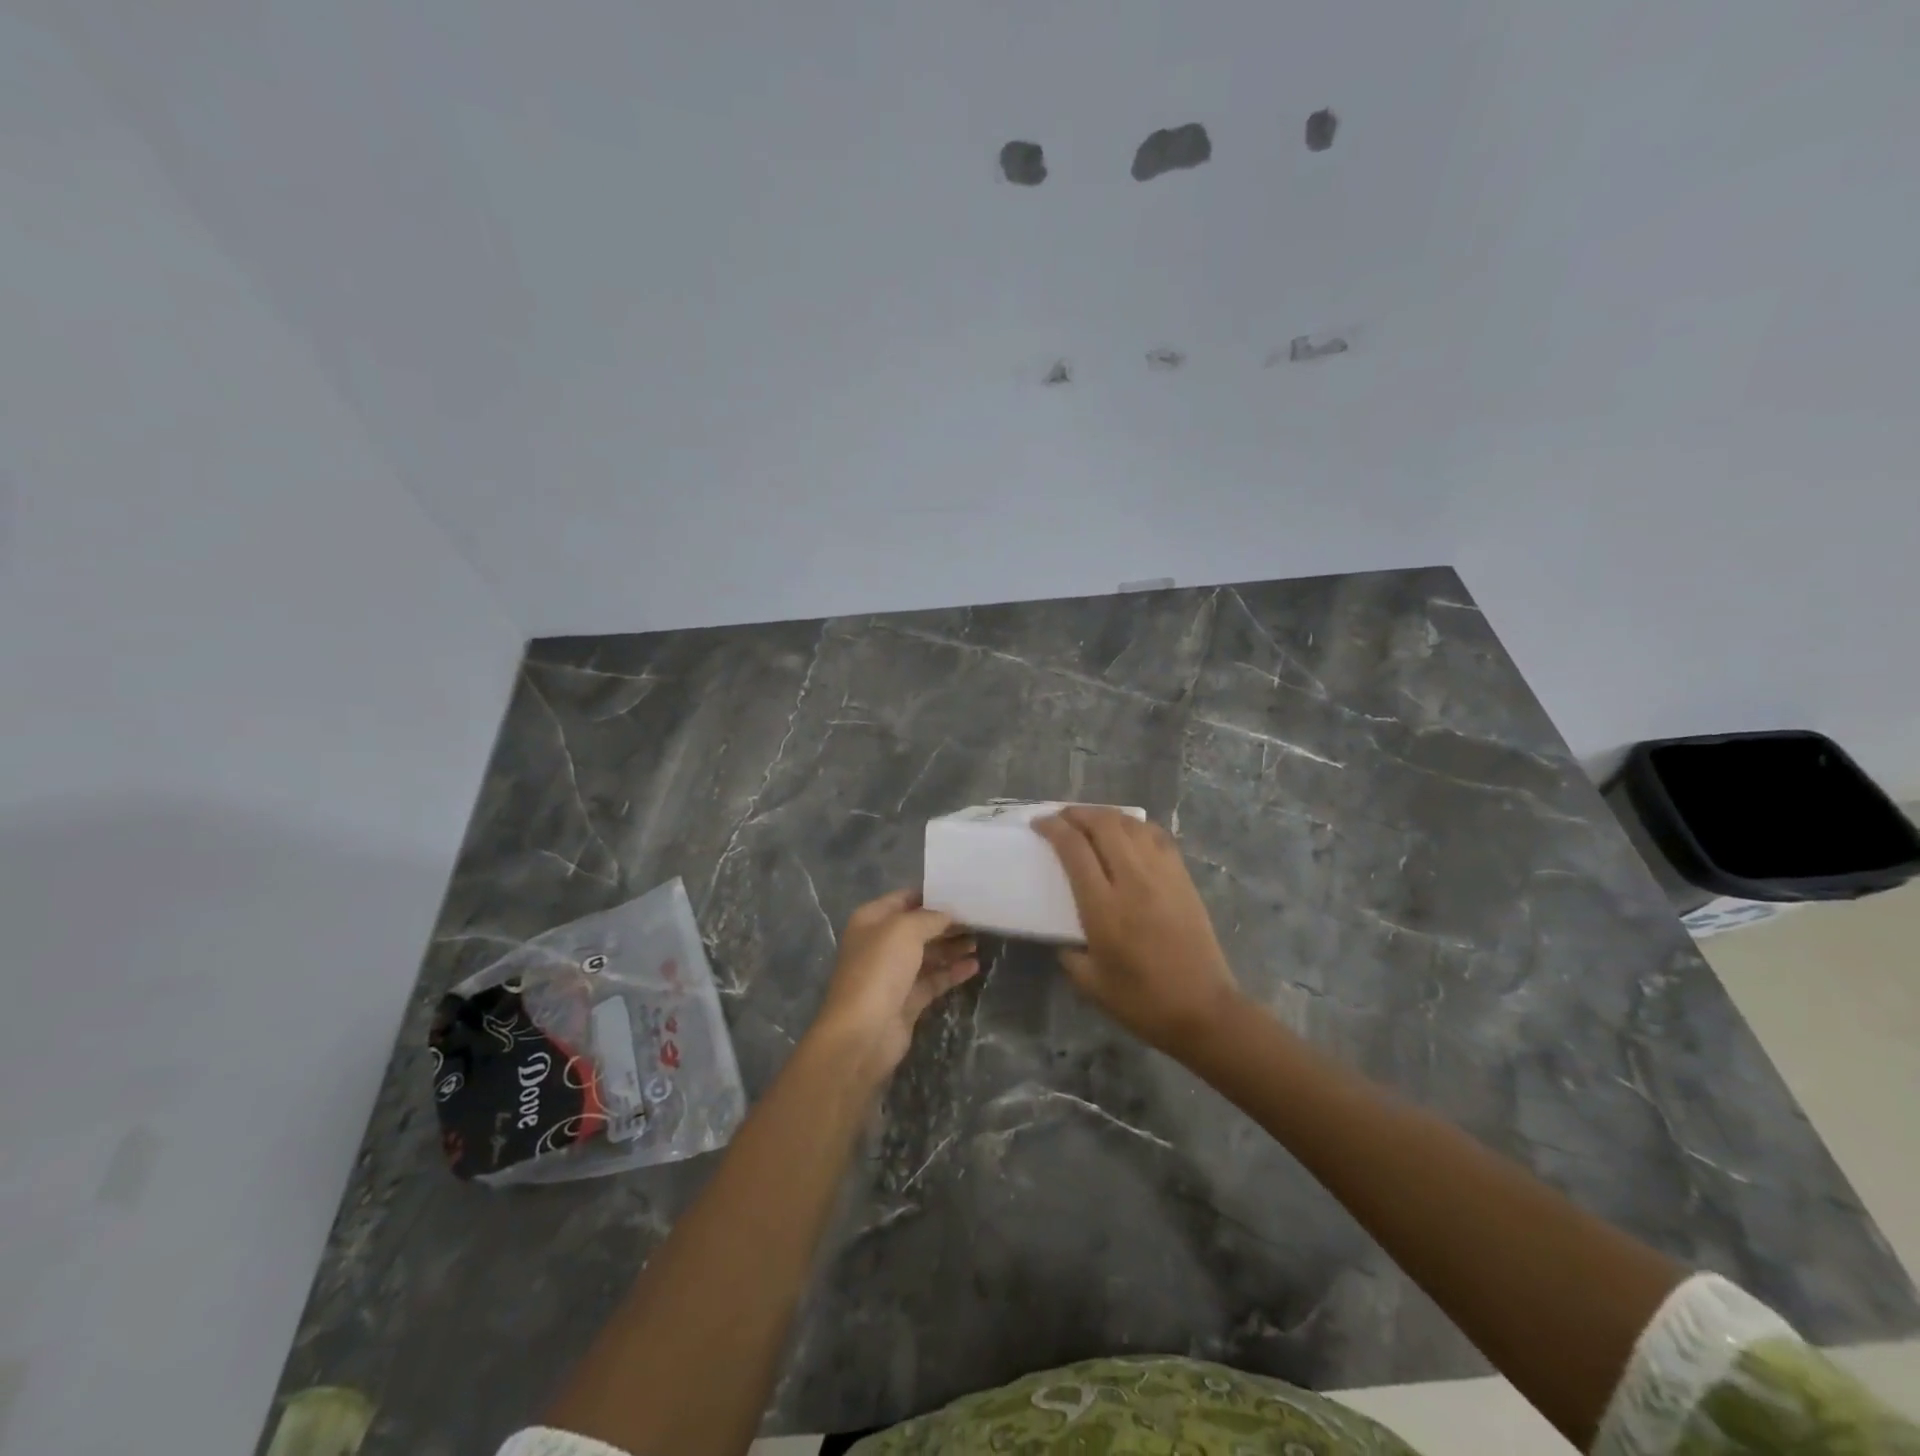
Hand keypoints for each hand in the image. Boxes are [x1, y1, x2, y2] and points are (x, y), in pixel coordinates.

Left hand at [810, 889, 979, 1077]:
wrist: (862, 1033)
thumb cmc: (879, 970)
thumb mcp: (904, 930)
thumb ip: (930, 917)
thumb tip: (948, 915)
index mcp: (871, 921)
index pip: (904, 899)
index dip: (931, 895)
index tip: (962, 893)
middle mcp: (880, 944)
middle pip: (918, 927)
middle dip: (945, 922)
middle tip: (978, 917)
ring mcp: (893, 974)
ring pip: (927, 954)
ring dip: (951, 947)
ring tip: (979, 940)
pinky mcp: (907, 1000)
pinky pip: (933, 980)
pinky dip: (952, 972)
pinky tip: (973, 966)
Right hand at [1035, 808, 1242, 1059]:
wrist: (1204, 1010)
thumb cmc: (1142, 1002)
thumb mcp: (1090, 983)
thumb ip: (1069, 953)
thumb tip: (1063, 935)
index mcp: (1103, 907)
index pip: (1073, 848)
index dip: (1052, 827)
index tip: (1038, 824)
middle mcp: (1133, 880)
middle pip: (1103, 824)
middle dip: (1076, 813)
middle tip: (1061, 818)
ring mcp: (1162, 875)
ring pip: (1131, 825)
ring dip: (1105, 816)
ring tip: (1090, 822)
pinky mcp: (1183, 878)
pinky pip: (1157, 836)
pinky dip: (1136, 826)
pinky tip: (1127, 834)